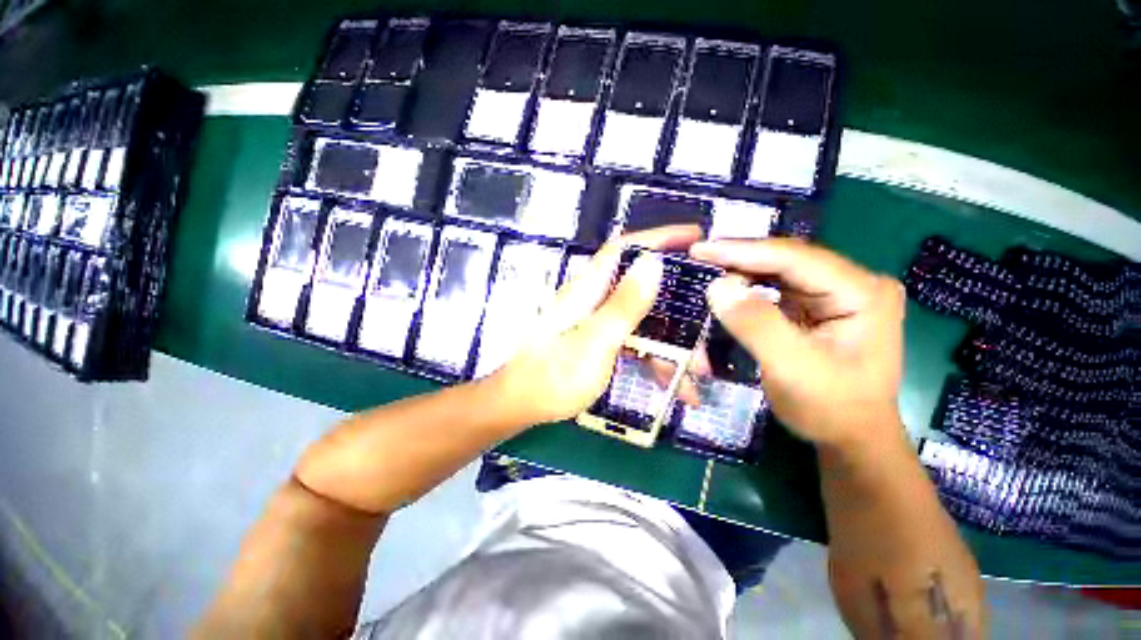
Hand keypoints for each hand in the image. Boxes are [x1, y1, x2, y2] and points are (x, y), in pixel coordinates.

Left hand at [493, 226, 702, 423]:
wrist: (522, 406)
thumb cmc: (554, 376)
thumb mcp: (595, 342)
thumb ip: (623, 305)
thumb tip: (653, 262)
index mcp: (589, 290)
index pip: (625, 249)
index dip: (658, 238)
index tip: (695, 237)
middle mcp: (593, 299)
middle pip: (641, 288)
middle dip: (677, 306)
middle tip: (708, 326)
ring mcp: (596, 321)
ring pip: (643, 320)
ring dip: (671, 343)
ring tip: (698, 373)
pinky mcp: (598, 341)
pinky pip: (634, 341)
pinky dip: (654, 357)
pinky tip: (673, 383)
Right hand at [689, 238, 905, 450]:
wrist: (850, 437)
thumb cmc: (830, 408)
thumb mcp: (792, 369)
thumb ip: (756, 324)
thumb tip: (716, 286)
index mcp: (862, 292)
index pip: (795, 258)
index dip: (743, 251)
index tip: (700, 249)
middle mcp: (854, 283)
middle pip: (788, 260)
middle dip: (740, 258)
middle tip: (698, 257)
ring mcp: (837, 293)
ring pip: (780, 270)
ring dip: (742, 269)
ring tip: (706, 267)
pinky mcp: (819, 306)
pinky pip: (778, 286)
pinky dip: (750, 285)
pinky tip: (729, 284)